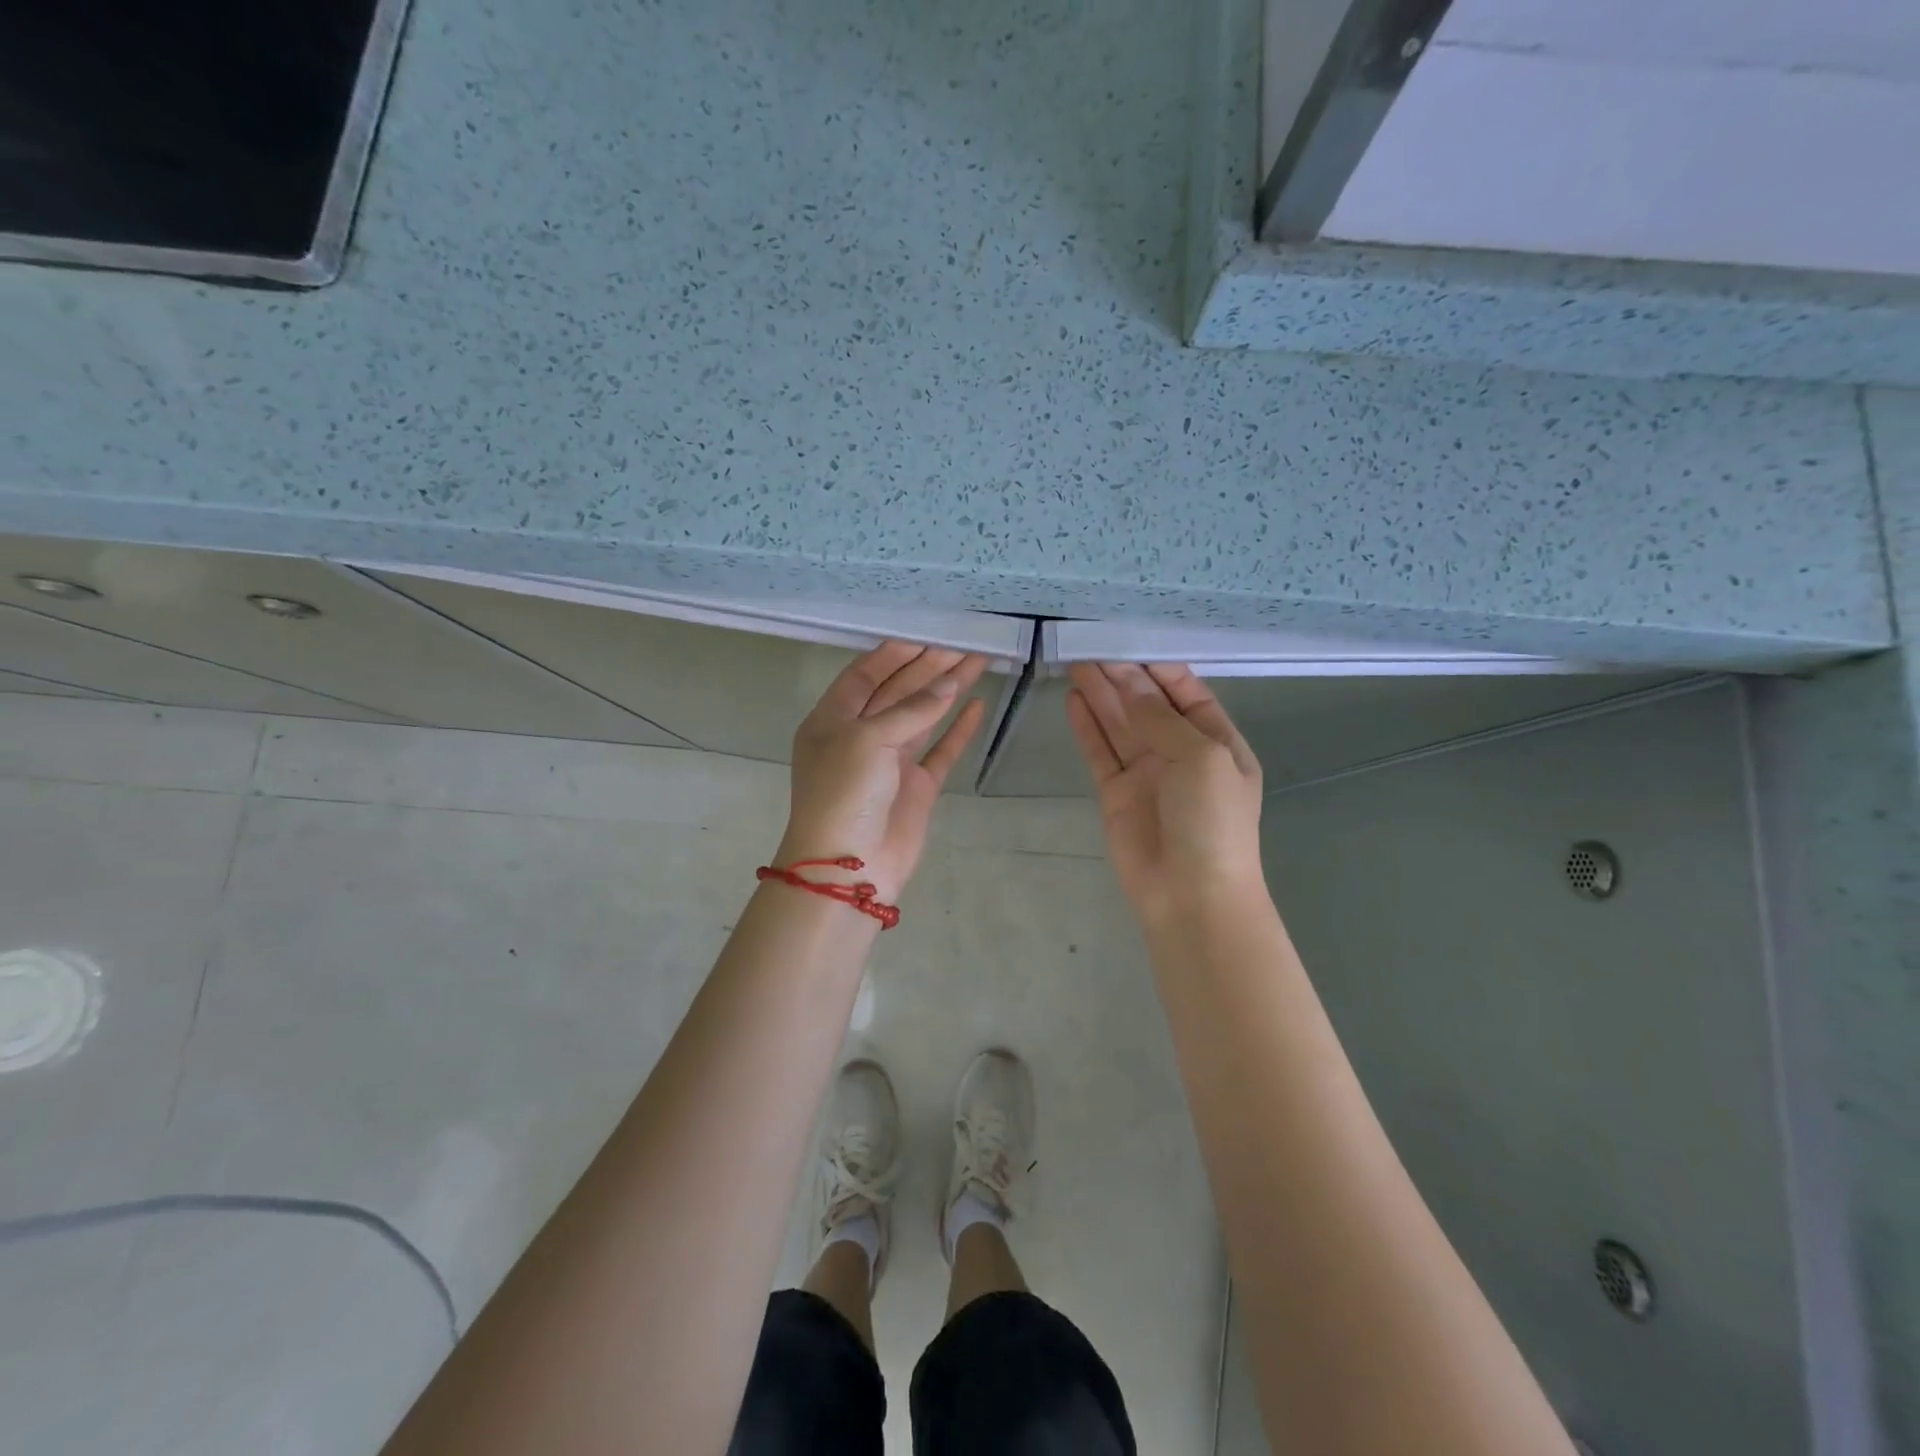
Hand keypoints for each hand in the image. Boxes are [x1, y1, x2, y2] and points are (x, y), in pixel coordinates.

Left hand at [776, 642, 989, 902]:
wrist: (849, 868)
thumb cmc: (844, 794)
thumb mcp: (868, 740)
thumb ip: (911, 710)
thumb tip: (949, 685)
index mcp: (833, 720)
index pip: (865, 676)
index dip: (895, 654)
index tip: (927, 635)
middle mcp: (860, 737)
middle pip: (898, 692)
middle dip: (929, 667)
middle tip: (963, 644)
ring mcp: (890, 763)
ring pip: (923, 717)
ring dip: (947, 690)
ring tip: (978, 662)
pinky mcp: (916, 788)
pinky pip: (940, 750)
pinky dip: (958, 729)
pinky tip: (977, 706)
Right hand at [1066, 662, 1264, 921]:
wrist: (1191, 896)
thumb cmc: (1212, 822)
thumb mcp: (1201, 758)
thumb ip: (1160, 717)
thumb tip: (1127, 681)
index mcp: (1215, 739)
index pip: (1185, 691)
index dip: (1156, 665)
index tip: (1126, 639)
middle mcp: (1180, 751)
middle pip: (1146, 703)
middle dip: (1121, 674)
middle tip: (1088, 643)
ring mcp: (1146, 772)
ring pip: (1118, 723)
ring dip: (1099, 693)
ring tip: (1074, 661)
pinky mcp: (1115, 792)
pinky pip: (1099, 750)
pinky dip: (1087, 726)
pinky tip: (1073, 699)